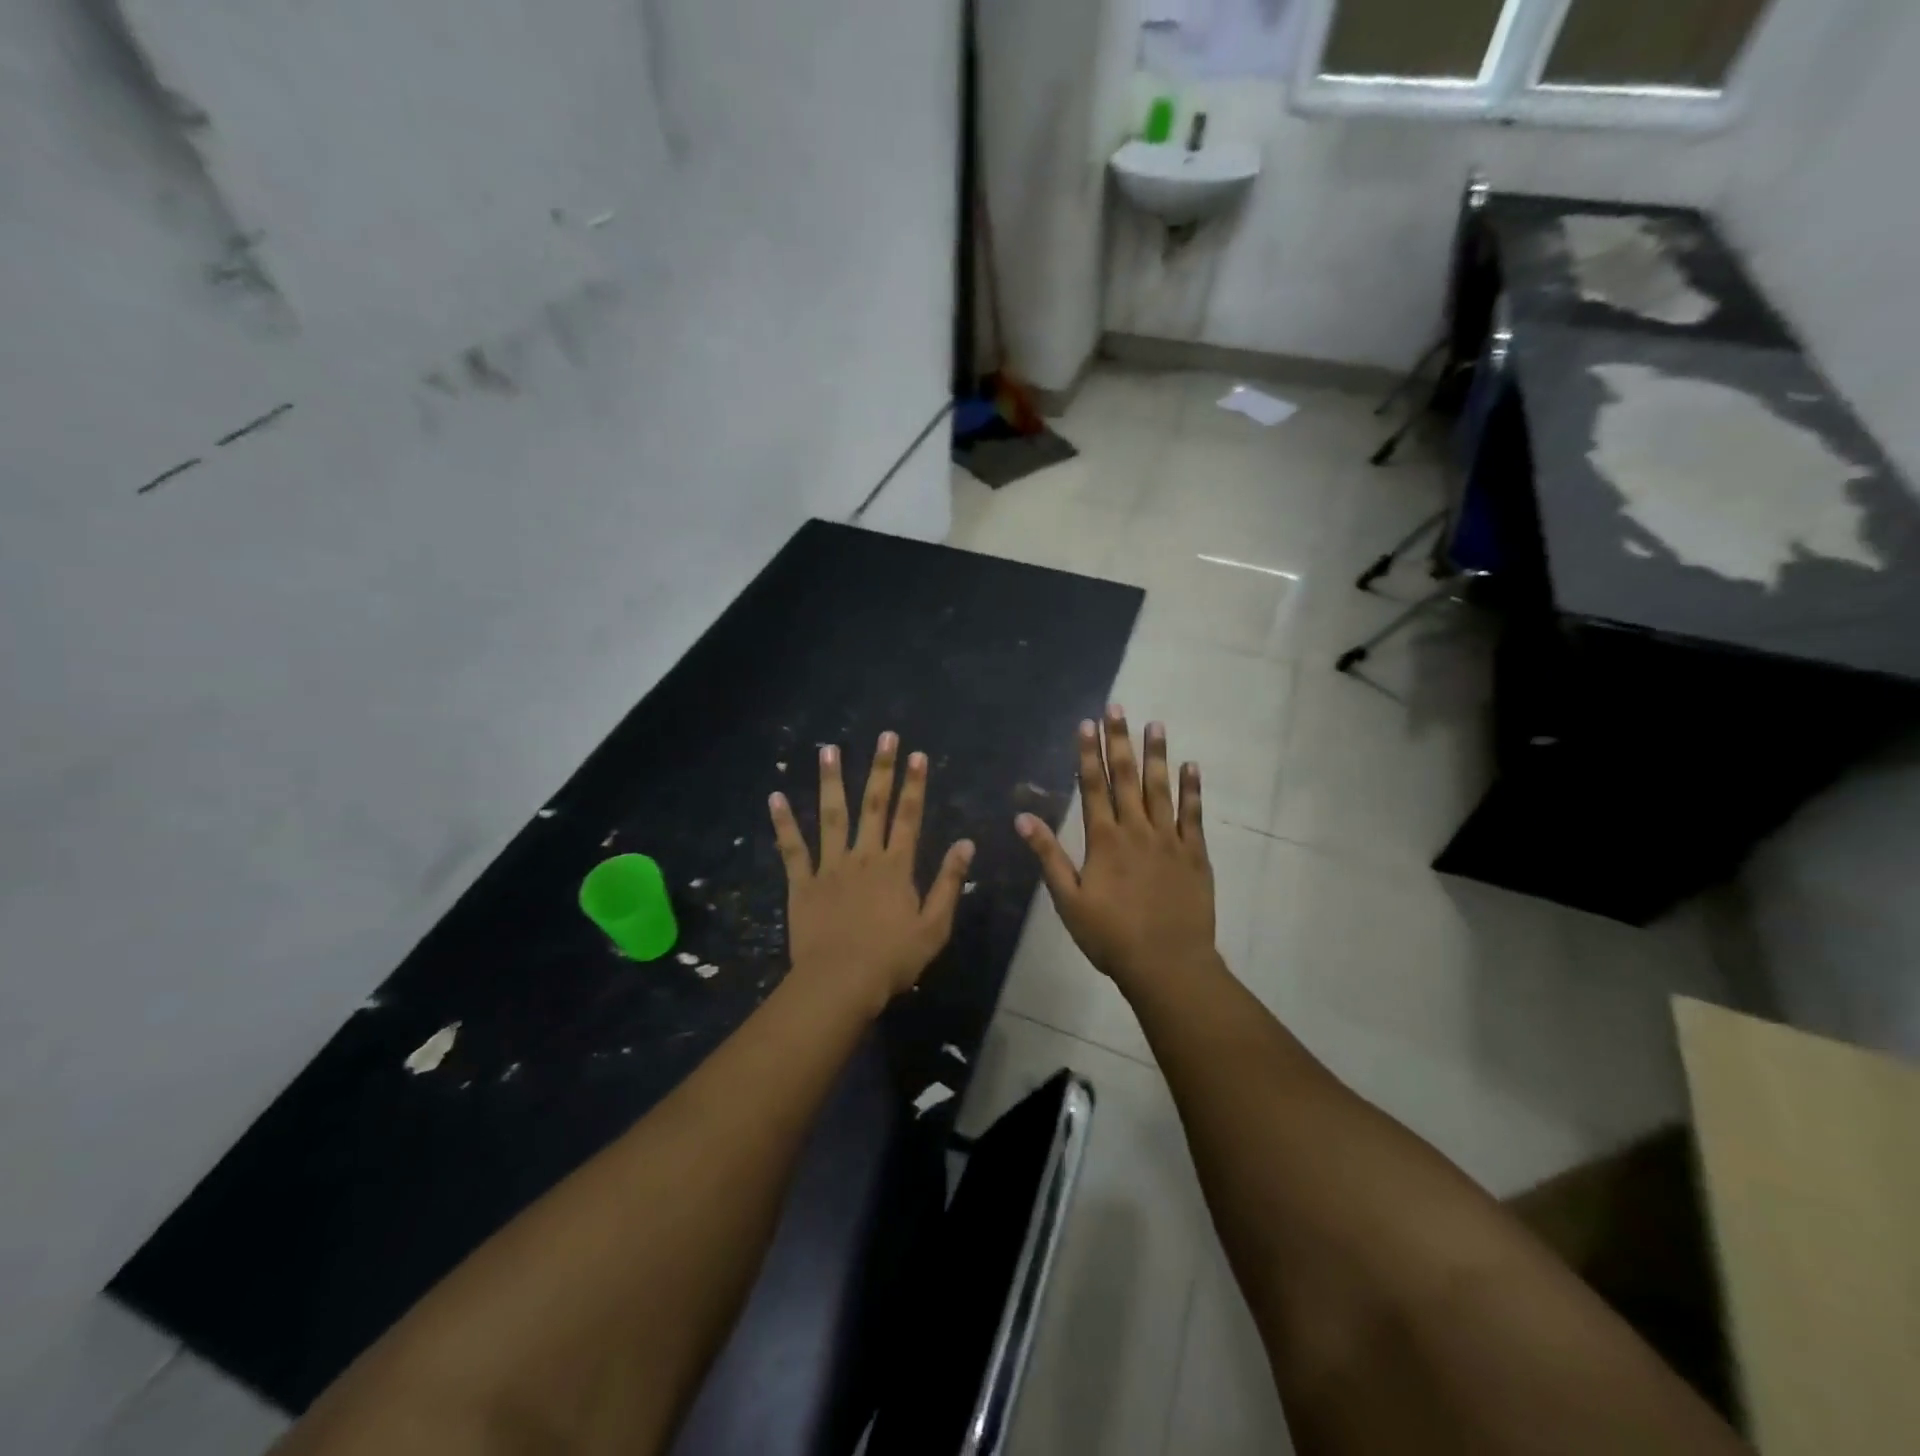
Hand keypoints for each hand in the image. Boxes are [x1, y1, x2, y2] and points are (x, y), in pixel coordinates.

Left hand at [770, 732, 974, 1014]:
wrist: (840, 983)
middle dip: (881, 769)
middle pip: (873, 805)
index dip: (915, 784)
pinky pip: (792, 848)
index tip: (918, 755)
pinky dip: (783, 823)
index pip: (909, 816)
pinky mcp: (802, 883)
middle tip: (884, 737)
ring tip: (828, 750)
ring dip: (831, 781)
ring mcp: (830, 867)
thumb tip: (965, 844)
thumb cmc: (892, 959)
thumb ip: (949, 883)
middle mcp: (863, 856)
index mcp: (896, 866)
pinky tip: (775, 797)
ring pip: (831, 816)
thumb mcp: (934, 926)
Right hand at [1015, 707, 1215, 991]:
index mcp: (1104, 840)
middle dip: (1119, 740)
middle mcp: (1137, 830)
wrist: (1167, 964)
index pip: (1093, 786)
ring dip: (1156, 755)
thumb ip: (1048, 856)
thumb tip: (1023, 818)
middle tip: (1117, 707)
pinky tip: (1191, 766)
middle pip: (1126, 777)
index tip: (1086, 724)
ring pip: (1161, 788)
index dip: (1088, 753)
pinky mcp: (1195, 854)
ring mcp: (1169, 840)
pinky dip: (1192, 789)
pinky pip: (1194, 814)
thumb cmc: (1110, 936)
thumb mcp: (1068, 900)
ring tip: (1155, 724)